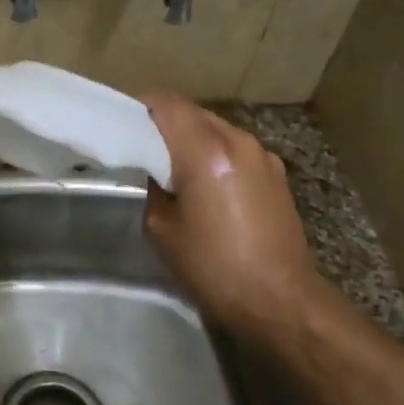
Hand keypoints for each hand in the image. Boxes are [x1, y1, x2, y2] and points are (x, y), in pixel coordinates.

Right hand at [141, 94, 325, 337]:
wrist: (279, 300)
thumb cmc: (212, 267)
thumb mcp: (161, 228)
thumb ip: (154, 186)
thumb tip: (159, 171)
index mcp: (206, 153)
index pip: (168, 104)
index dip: (142, 107)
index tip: (124, 124)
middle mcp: (238, 142)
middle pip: (193, 113)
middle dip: (166, 124)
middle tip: (144, 149)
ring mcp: (262, 156)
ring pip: (216, 129)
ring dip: (192, 139)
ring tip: (175, 169)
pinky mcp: (276, 174)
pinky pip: (235, 149)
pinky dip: (215, 155)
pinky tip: (207, 185)